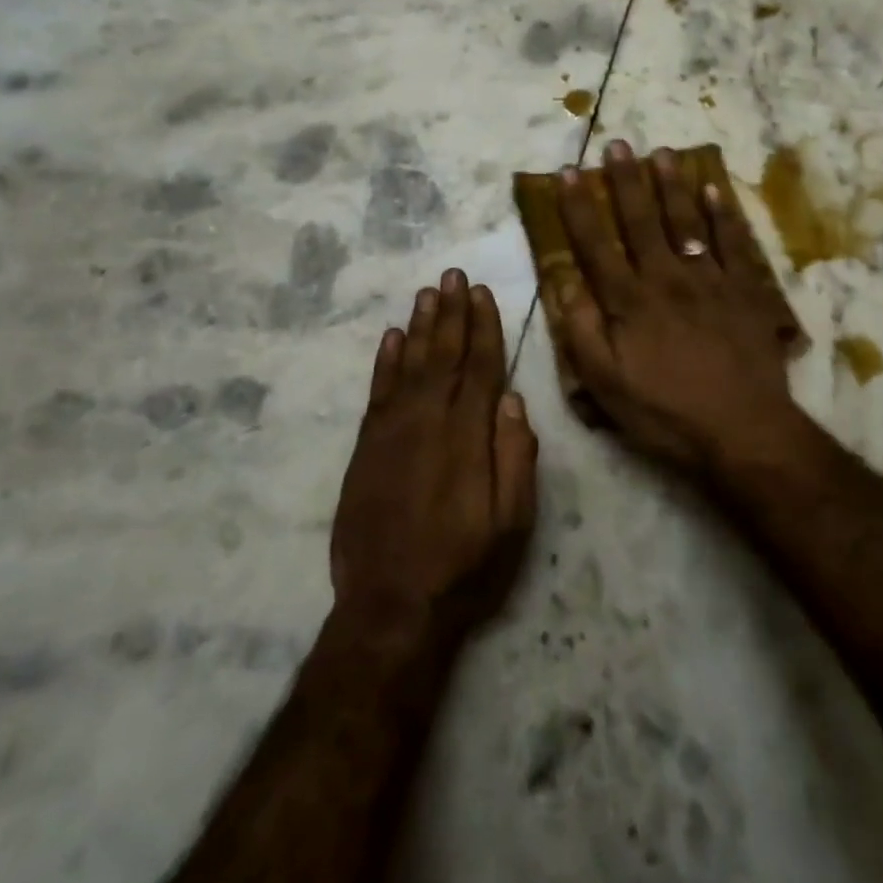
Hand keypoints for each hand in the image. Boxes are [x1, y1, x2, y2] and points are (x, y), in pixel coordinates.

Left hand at [331, 271, 538, 642]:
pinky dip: (386, 361)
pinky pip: (378, 391)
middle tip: (452, 274)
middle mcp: (429, 422)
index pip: (481, 367)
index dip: (483, 327)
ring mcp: (393, 432)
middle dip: (451, 312)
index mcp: (469, 437)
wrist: (390, 608)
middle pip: (444, 355)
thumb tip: (514, 401)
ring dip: (420, 325)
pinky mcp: (366, 448)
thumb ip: (516, 458)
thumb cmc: (464, 568)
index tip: (481, 293)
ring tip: (427, 292)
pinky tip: (392, 337)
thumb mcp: (513, 523)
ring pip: (411, 364)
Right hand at [555, 141, 801, 480]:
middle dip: (625, 181)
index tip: (567, 174)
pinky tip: (714, 190)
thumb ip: (583, 333)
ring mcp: (709, 280)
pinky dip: (723, 215)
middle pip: (641, 221)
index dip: (578, 208)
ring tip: (661, 152)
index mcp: (629, 302)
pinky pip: (733, 243)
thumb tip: (564, 286)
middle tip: (616, 145)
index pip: (596, 245)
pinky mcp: (745, 290)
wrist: (743, 429)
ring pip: (686, 222)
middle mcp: (666, 278)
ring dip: (671, 185)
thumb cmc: (667, 412)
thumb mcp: (607, 386)